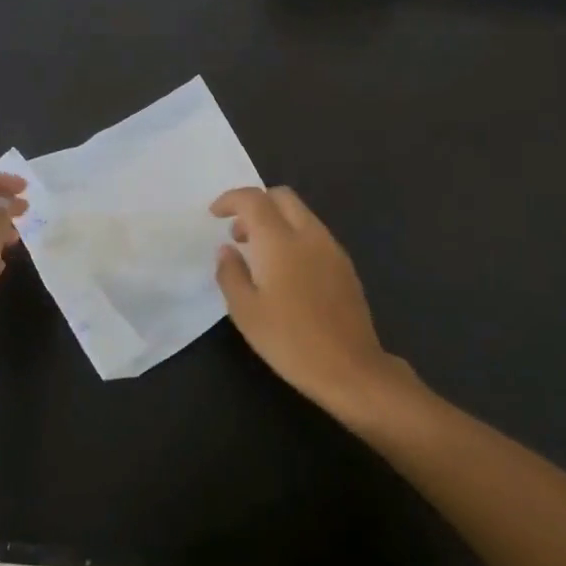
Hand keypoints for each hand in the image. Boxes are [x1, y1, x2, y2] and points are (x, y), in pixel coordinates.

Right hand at [210, 186, 406, 417]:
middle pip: (282, 197)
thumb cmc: (290, 341)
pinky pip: (314, 234)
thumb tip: (227, 249)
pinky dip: (294, 236)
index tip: (215, 214)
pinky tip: (286, 271)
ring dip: (276, 220)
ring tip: (258, 254)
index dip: (231, 200)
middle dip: (256, 204)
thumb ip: (230, 273)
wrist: (350, 369)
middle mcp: (309, 234)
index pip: (253, 199)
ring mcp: (331, 248)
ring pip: (301, 214)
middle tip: (238, 232)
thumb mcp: (246, 312)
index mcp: (280, 241)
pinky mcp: (345, 265)